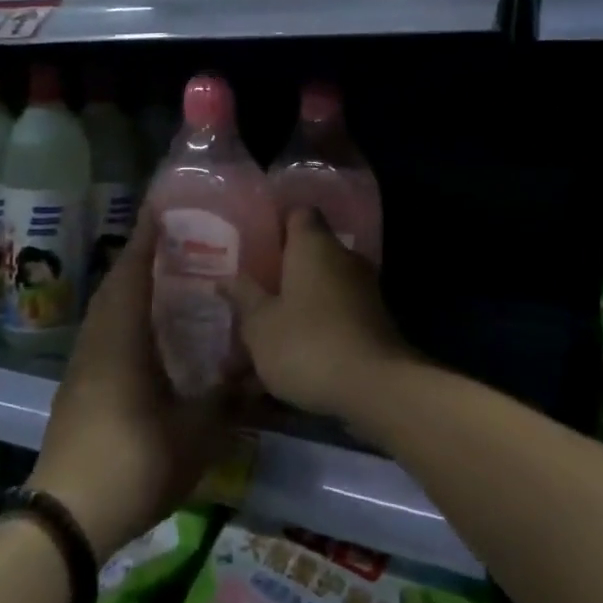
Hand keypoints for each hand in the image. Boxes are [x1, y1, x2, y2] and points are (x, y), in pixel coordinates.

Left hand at [30, 220, 234, 562]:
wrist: (68, 517)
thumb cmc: (134, 461)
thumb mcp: (196, 432)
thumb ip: (227, 397)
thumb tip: (254, 370)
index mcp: (122, 339)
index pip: (132, 274)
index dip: (146, 240)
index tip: (160, 210)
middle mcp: (97, 343)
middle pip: (115, 287)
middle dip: (139, 259)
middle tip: (172, 243)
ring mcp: (82, 368)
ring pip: (105, 313)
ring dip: (128, 289)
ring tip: (161, 281)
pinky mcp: (77, 391)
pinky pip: (102, 336)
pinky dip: (122, 319)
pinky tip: (145, 336)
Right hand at [223, 209, 417, 424]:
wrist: (376, 388)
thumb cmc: (307, 343)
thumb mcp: (260, 324)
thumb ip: (243, 297)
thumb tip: (226, 279)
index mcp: (314, 245)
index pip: (298, 214)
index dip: (275, 225)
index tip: (252, 244)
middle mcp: (343, 260)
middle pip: (306, 258)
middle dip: (277, 278)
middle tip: (246, 297)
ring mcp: (363, 293)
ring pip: (317, 294)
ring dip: (290, 314)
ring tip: (253, 347)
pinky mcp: (372, 325)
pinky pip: (332, 322)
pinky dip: (310, 337)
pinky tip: (283, 370)